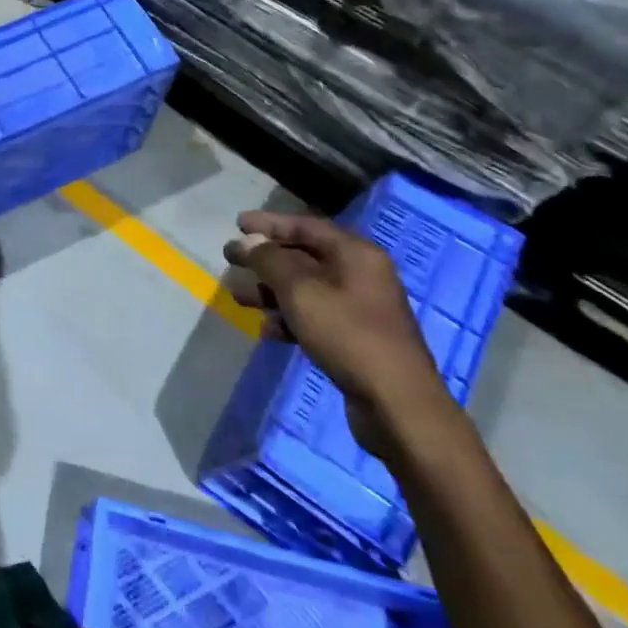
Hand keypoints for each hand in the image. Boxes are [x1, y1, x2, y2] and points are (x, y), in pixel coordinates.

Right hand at [224, 211, 451, 455]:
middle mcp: (360, 275)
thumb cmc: (347, 334)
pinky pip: (315, 318)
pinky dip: (289, 319)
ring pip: (306, 289)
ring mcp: (360, 308)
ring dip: (271, 291)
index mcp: (355, 254)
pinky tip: (268, 331)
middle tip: (230, 259)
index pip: (306, 226)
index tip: (237, 224)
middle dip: (265, 259)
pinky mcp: (356, 339)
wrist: (397, 404)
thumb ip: (270, 260)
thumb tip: (248, 241)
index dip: (270, 223)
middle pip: (303, 257)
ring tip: (238, 298)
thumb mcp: (300, 291)